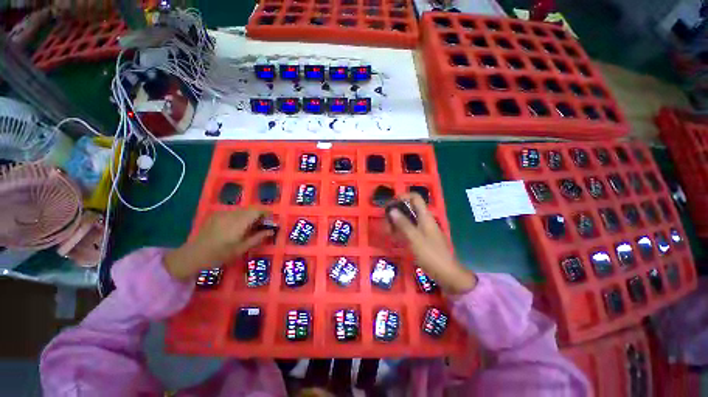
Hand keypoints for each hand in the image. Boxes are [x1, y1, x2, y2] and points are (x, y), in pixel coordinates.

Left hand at [164, 209, 272, 280]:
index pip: (258, 210)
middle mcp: (232, 214)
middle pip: (251, 209)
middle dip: (258, 216)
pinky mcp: (216, 215)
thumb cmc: (220, 254)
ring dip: (249, 216)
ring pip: (242, 210)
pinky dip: (239, 217)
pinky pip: (233, 212)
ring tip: (248, 228)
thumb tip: (271, 231)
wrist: (193, 255)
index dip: (266, 213)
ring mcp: (223, 213)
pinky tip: (235, 228)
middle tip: (260, 227)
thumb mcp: (241, 249)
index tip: (270, 222)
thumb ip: (258, 237)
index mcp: (239, 222)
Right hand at [388, 194, 476, 294]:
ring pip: (407, 219)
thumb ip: (403, 223)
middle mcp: (424, 219)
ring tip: (387, 231)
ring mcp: (422, 229)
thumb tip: (392, 209)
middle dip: (395, 212)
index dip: (402, 197)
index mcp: (425, 216)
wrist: (446, 274)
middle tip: (386, 222)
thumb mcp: (415, 238)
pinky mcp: (421, 238)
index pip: (415, 197)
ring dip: (396, 222)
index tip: (390, 205)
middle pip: (408, 208)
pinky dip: (400, 231)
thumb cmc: (431, 255)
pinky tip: (393, 238)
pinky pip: (408, 229)